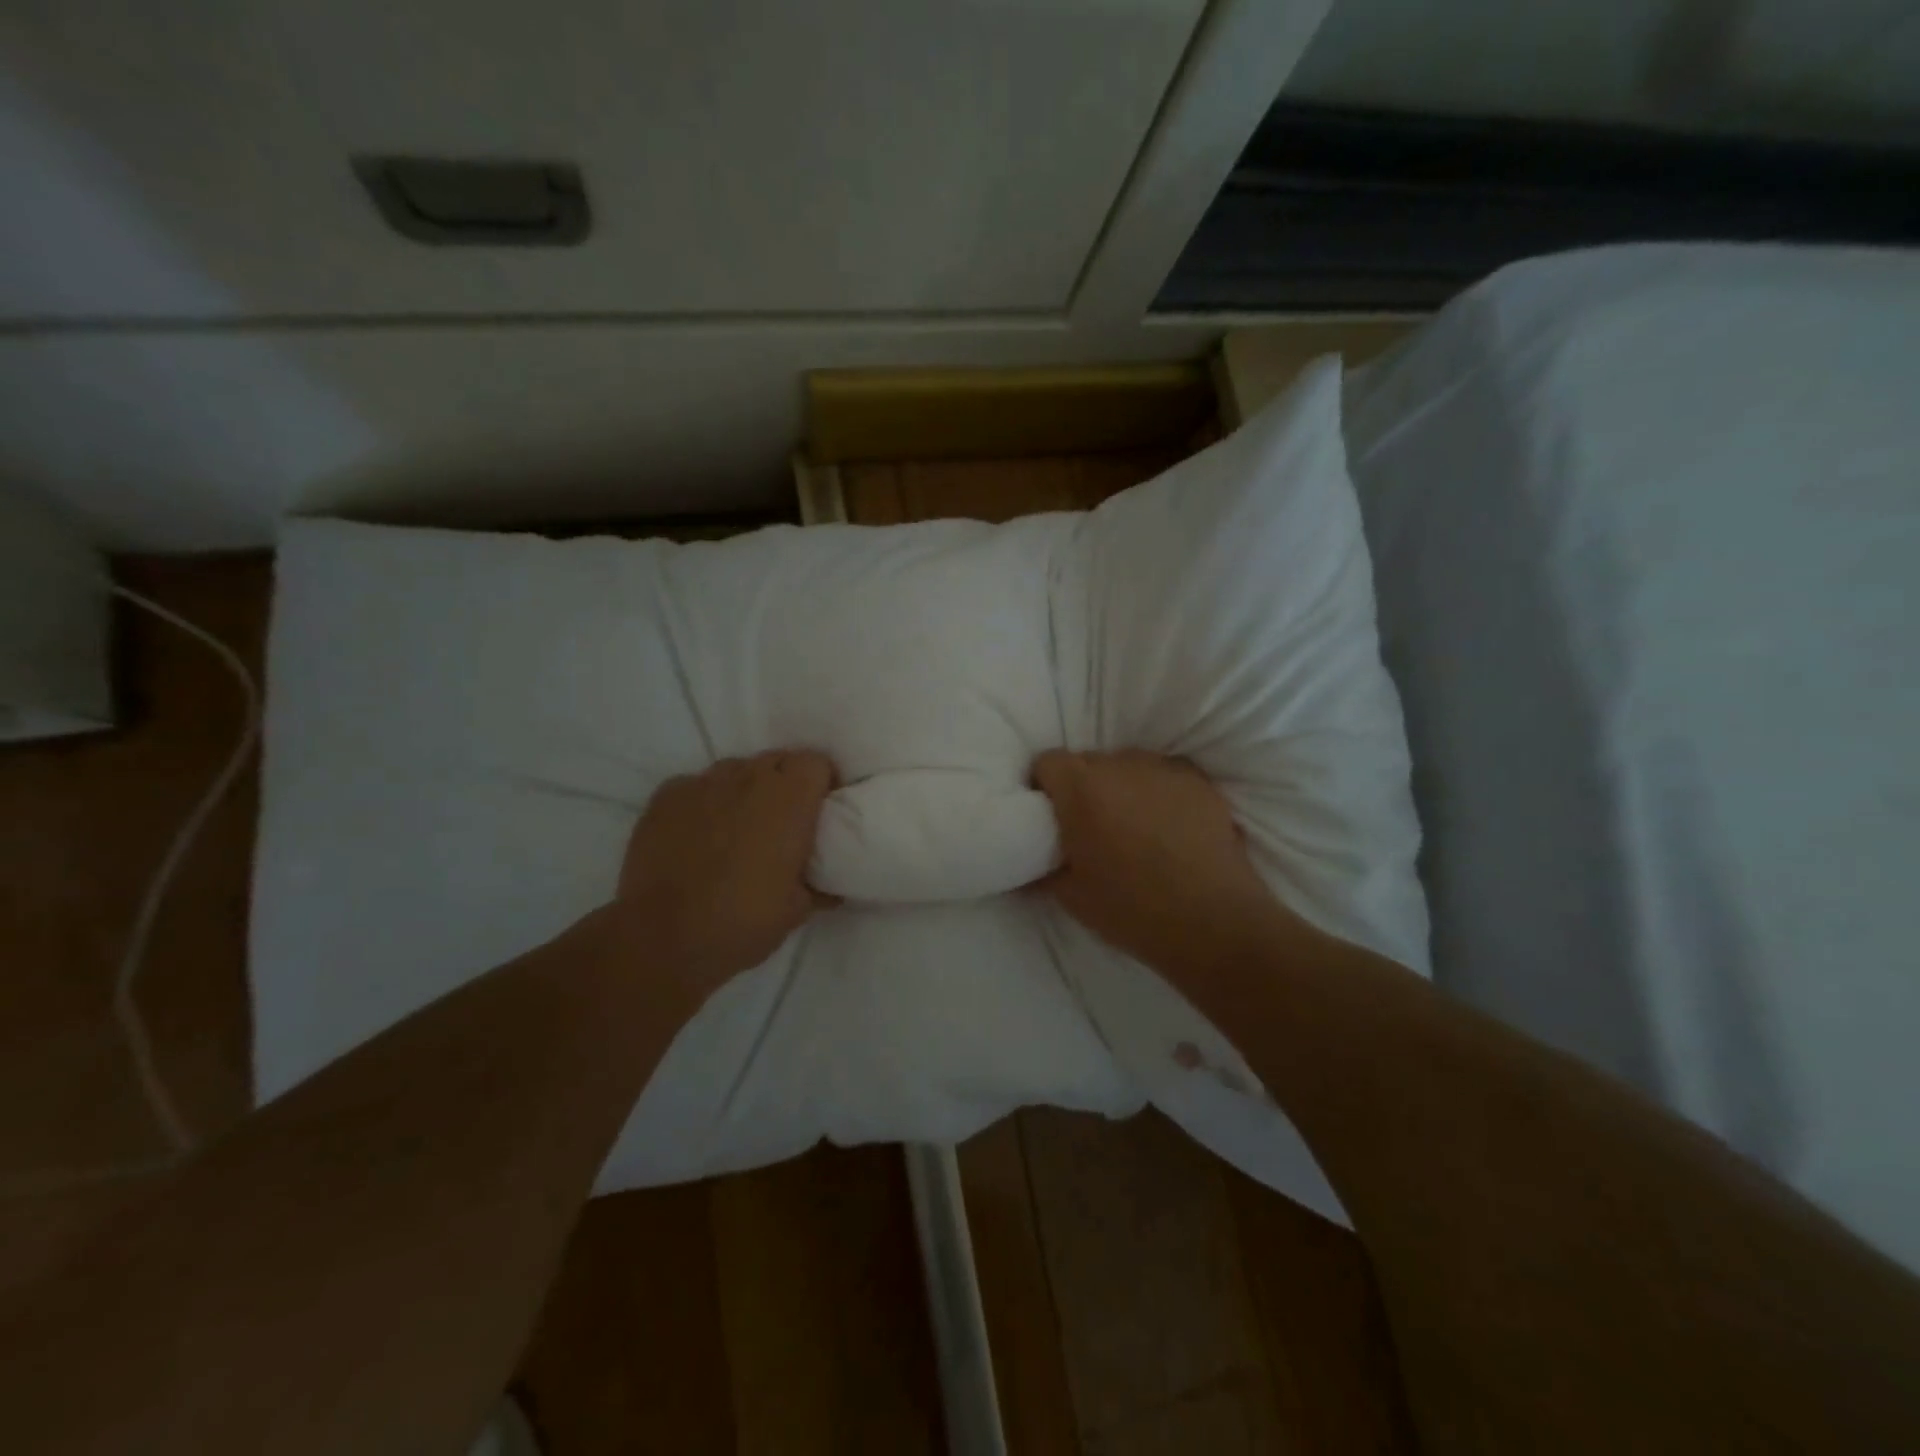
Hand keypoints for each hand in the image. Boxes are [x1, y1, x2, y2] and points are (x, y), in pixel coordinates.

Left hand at [612, 750, 837, 998]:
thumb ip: (818, 885)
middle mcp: (748, 778)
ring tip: (737, 826)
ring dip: (744, 790)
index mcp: (789, 799)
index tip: (820, 809)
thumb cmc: (743, 921)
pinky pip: (695, 787)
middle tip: (783, 820)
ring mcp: (702, 783)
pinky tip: (698, 834)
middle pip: (777, 761)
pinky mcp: (665, 797)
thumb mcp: (797, 910)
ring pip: (735, 771)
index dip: (821, 782)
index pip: (816, 762)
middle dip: (785, 783)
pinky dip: (704, 803)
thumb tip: (829, 886)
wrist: (663, 938)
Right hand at [1031, 750, 1283, 976]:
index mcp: (1081, 788)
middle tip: (1091, 827)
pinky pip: (1163, 776)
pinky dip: (1156, 792)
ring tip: (1134, 827)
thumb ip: (1043, 869)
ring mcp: (1163, 768)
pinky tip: (1168, 827)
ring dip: (1121, 787)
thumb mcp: (1071, 896)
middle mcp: (1119, 765)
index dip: (1044, 787)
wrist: (1213, 921)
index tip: (1051, 816)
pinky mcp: (1198, 780)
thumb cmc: (1132, 909)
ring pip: (1127, 766)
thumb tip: (1028, 866)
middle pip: (1088, 762)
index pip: (1047, 761)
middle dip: (1083, 788)